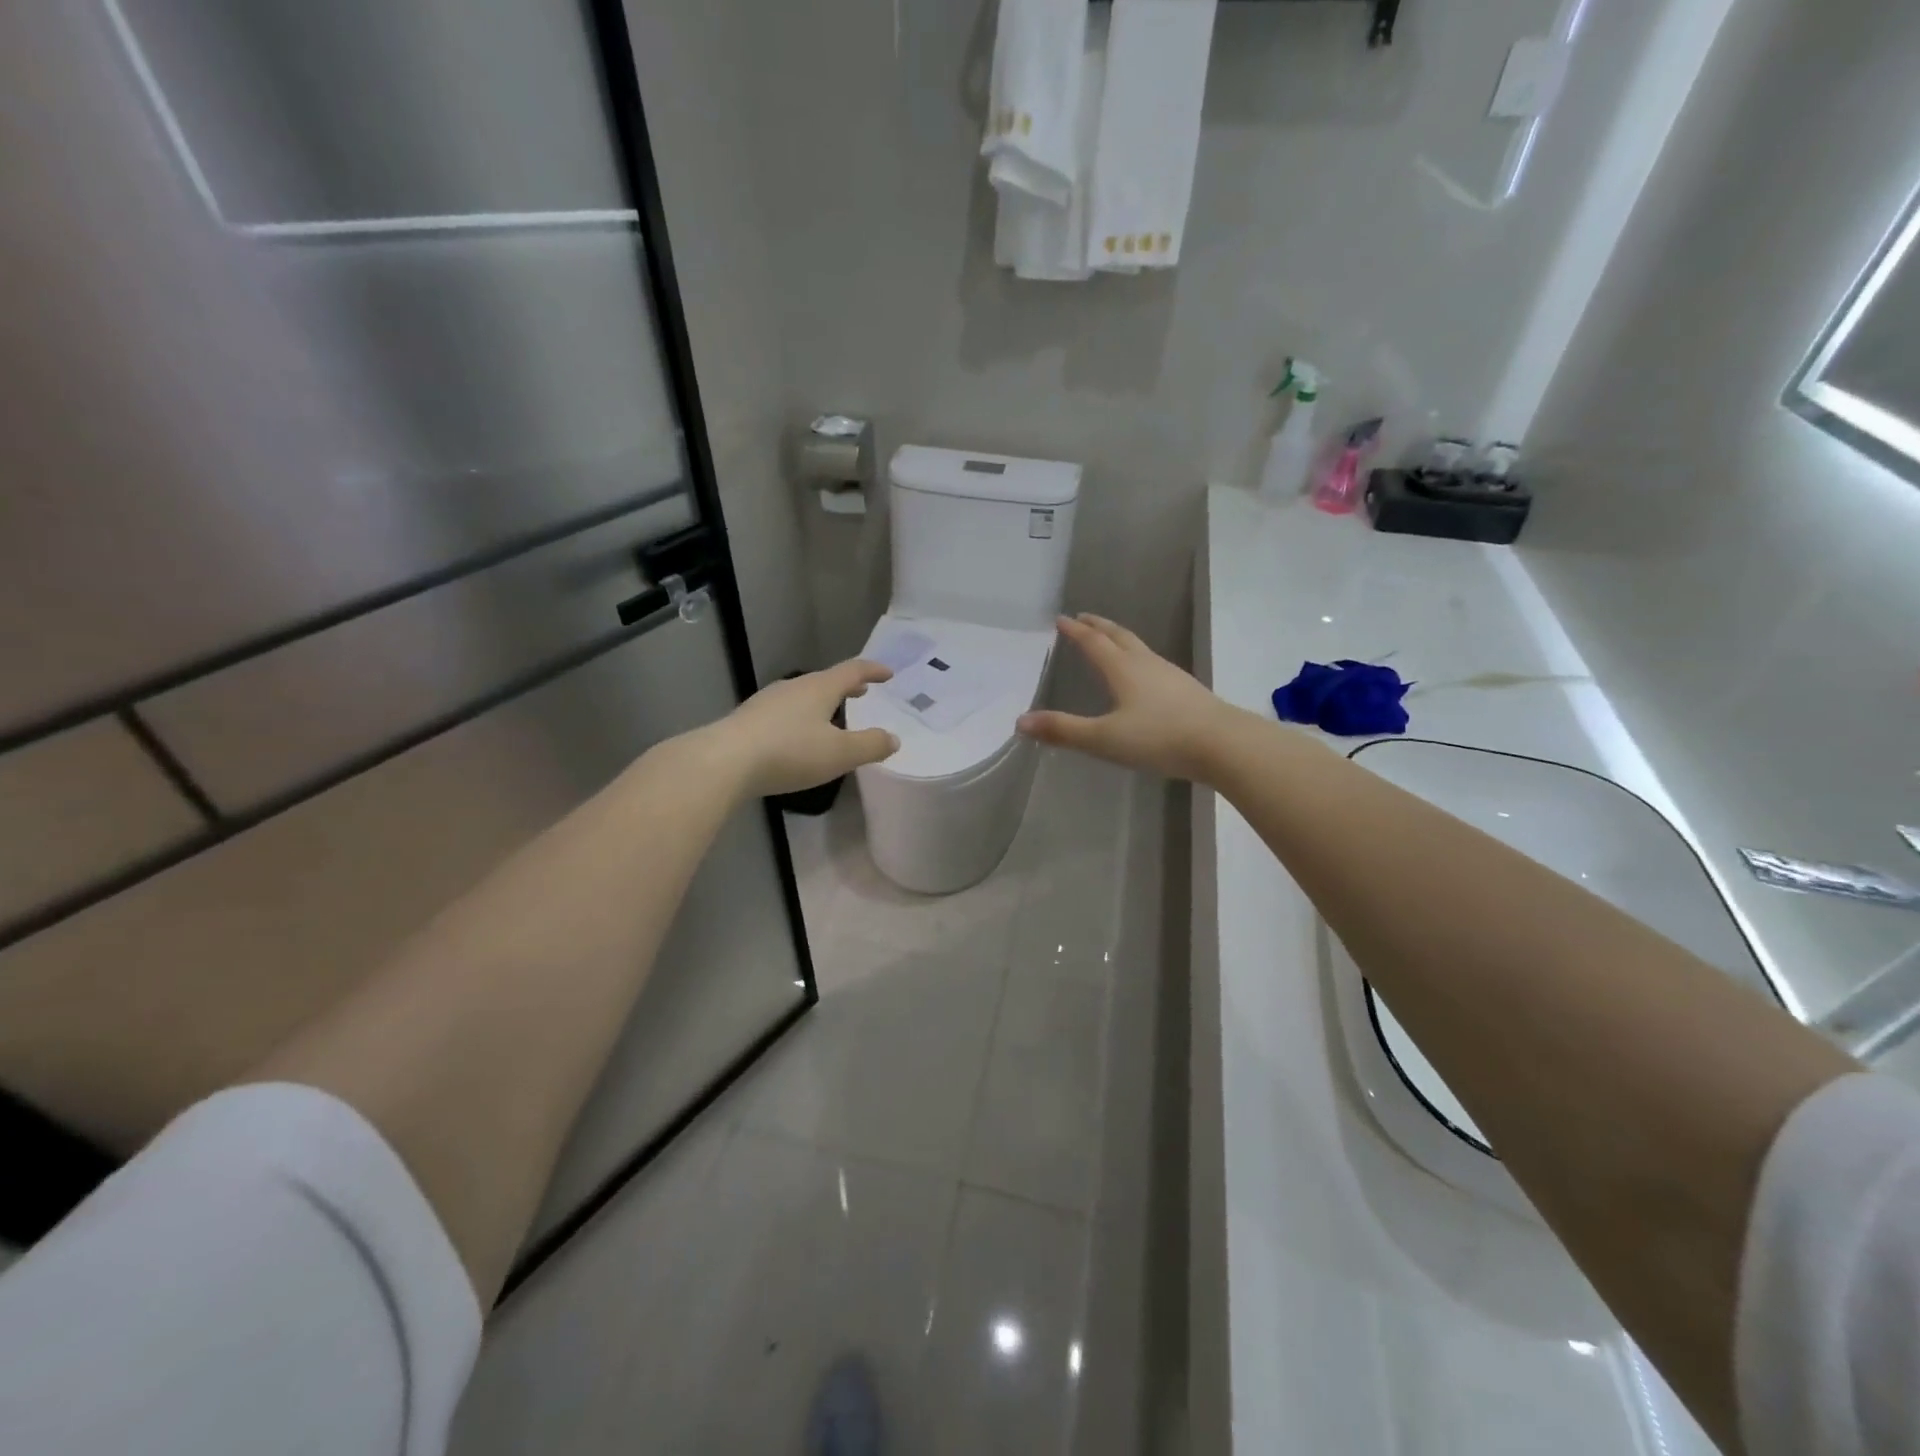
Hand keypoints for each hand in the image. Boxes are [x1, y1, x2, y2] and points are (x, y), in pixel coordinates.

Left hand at [708, 659, 900, 797]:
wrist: (724, 762)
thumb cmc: (790, 752)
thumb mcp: (839, 754)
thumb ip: (870, 745)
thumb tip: (893, 738)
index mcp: (819, 688)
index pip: (852, 671)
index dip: (873, 671)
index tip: (888, 674)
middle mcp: (793, 688)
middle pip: (825, 680)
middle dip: (846, 685)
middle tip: (862, 691)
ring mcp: (767, 702)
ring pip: (803, 696)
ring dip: (822, 701)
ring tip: (832, 714)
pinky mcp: (749, 721)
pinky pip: (784, 712)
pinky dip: (801, 717)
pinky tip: (798, 735)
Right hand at [1018, 614, 1245, 780]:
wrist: (1223, 745)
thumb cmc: (1159, 738)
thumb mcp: (1104, 739)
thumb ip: (1063, 730)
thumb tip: (1020, 721)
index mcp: (1123, 670)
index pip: (1094, 643)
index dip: (1075, 631)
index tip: (1061, 619)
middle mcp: (1146, 664)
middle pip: (1119, 637)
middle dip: (1099, 626)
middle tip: (1083, 617)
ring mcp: (1170, 675)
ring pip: (1139, 648)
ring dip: (1120, 639)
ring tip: (1110, 640)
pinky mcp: (1187, 691)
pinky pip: (1153, 664)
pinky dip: (1138, 659)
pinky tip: (1144, 675)